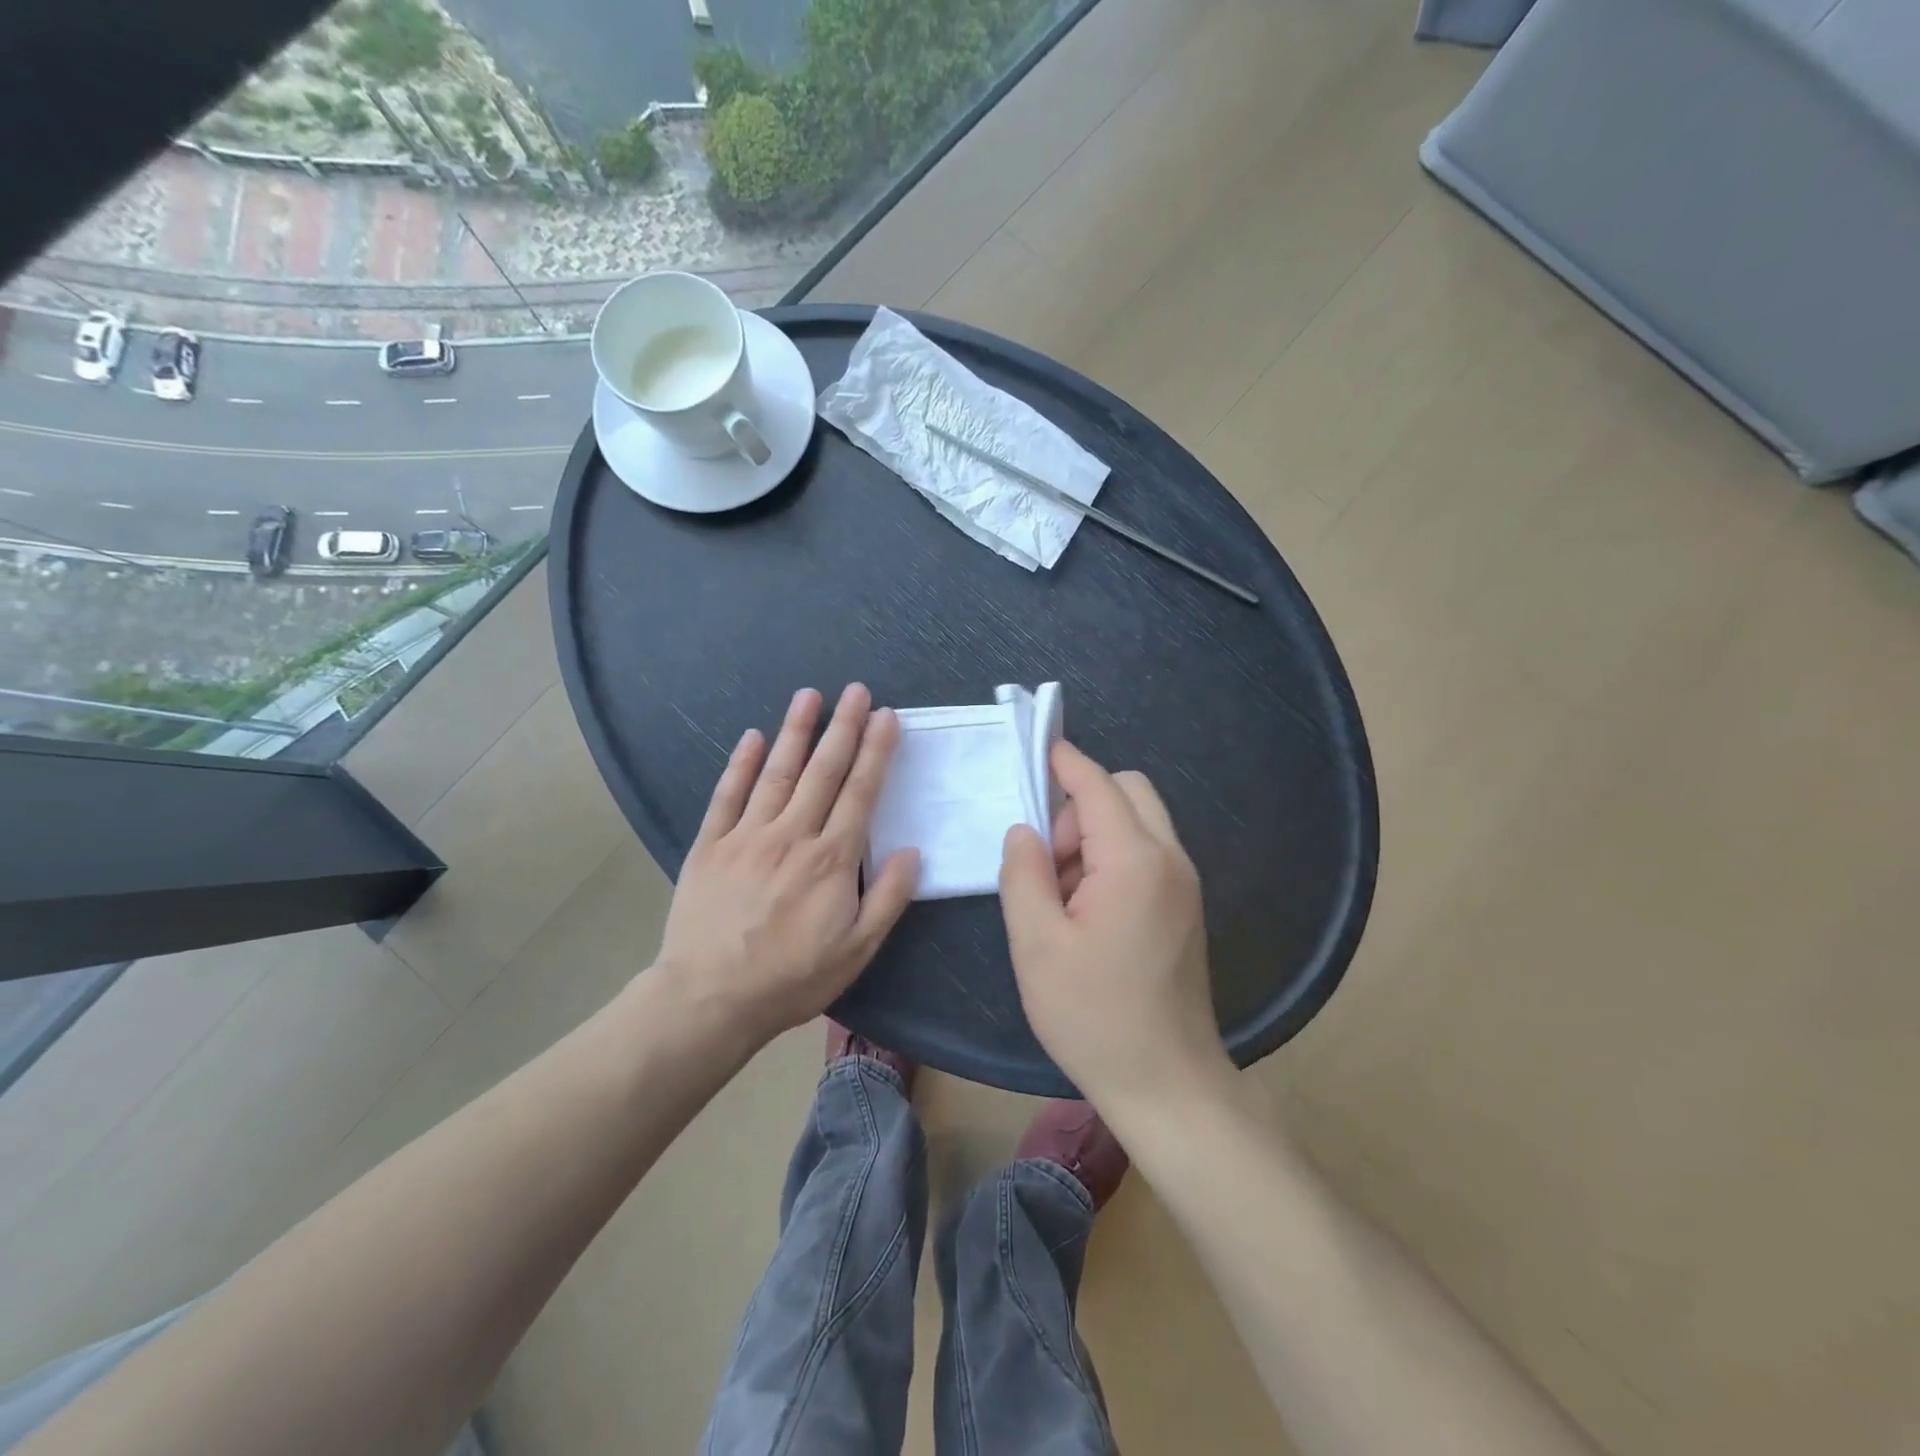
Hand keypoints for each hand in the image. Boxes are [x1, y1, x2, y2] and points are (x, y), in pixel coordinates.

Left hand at [654, 684, 919, 1049]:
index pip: (860, 793)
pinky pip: (728, 796)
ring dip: (795, 731)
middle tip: (856, 690)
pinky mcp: (710, 845)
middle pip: (823, 771)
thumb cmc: (790, 979)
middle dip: (843, 727)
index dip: (875, 751)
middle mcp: (792, 835)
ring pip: (777, 773)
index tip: (885, 716)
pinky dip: (741, 764)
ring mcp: (747, 836)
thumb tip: (912, 851)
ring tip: (809, 695)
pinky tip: (752, 737)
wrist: (709, 999)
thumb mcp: (856, 951)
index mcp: (831, 859)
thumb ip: (888, 898)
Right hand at [999, 741, 1230, 1113]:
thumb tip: (1025, 830)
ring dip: (1095, 836)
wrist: (1168, 1084)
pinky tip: (1086, 912)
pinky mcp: (1184, 907)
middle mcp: (1169, 859)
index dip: (1065, 762)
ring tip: (1060, 897)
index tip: (1038, 748)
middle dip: (1080, 807)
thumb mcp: (1037, 945)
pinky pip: (1147, 854)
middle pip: (1127, 792)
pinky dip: (1113, 859)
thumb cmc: (1094, 1016)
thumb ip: (1024, 874)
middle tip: (1046, 861)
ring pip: (1138, 823)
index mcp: (1134, 861)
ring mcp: (1184, 884)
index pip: (1097, 786)